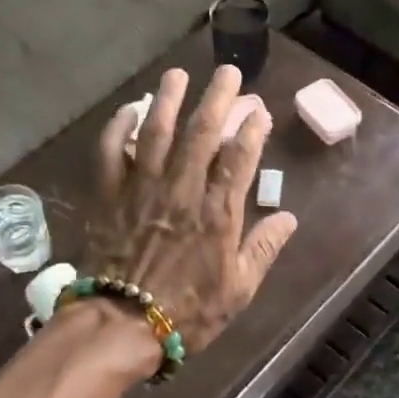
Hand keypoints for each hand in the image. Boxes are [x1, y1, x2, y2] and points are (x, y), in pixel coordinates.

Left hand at [87, 64, 297, 359]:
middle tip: (228, 72)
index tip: (259, 110)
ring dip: (168, 99)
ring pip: (156, 132)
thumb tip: (288, 217)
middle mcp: (181, 190)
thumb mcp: (239, 289)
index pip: (239, 158)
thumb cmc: (188, 311)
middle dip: (217, 98)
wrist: (124, 325)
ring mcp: (142, 189)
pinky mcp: (110, 196)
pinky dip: (117, 129)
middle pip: (201, 133)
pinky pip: (110, 153)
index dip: (252, 129)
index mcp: (217, 213)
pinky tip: (127, 111)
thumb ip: (263, 249)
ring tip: (177, 74)